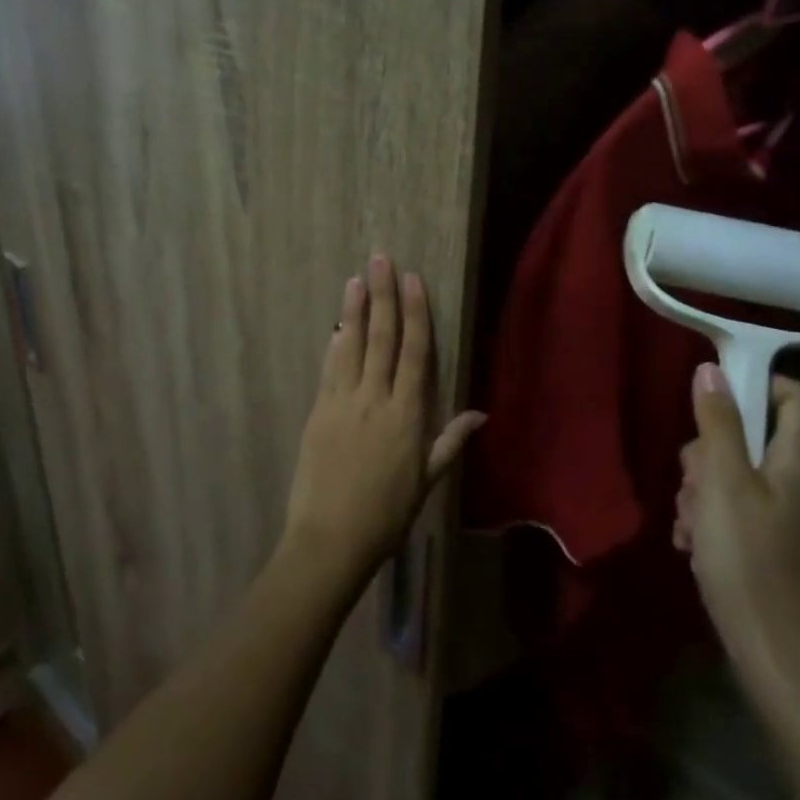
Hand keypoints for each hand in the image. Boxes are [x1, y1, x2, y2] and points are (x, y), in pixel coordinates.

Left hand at [281, 254, 484, 587]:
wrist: (329, 539)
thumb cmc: (386, 515)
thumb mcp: (426, 482)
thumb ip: (450, 441)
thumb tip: (481, 413)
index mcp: (406, 415)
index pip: (414, 352)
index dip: (415, 313)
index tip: (413, 280)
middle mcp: (375, 399)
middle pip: (381, 338)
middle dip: (383, 296)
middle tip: (381, 260)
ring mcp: (343, 402)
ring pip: (351, 346)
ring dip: (354, 310)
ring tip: (356, 279)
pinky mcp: (318, 411)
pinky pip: (329, 369)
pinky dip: (335, 344)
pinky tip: (337, 325)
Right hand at [675, 364, 799, 707]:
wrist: (778, 661)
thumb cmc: (749, 561)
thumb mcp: (723, 483)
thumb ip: (718, 424)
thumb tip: (711, 370)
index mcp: (799, 463)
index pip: (794, 396)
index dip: (757, 384)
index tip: (713, 397)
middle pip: (751, 439)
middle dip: (708, 454)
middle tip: (692, 483)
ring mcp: (790, 520)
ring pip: (736, 477)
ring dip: (702, 492)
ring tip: (690, 525)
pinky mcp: (776, 549)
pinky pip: (738, 512)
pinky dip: (713, 521)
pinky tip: (694, 546)